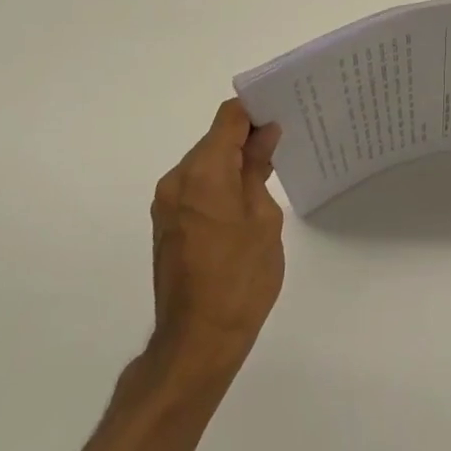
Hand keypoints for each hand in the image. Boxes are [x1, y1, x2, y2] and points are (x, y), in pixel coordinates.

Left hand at [148, 99, 284, 376]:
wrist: (198, 340)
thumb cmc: (241, 277)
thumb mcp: (263, 219)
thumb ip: (258, 170)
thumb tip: (264, 135)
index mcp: (202, 173)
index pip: (228, 118)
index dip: (255, 110)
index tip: (283, 113)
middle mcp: (176, 180)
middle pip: (214, 140)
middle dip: (246, 138)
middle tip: (284, 144)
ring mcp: (166, 204)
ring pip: (204, 164)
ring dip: (233, 162)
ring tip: (269, 173)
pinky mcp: (166, 224)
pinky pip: (196, 187)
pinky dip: (219, 184)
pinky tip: (246, 200)